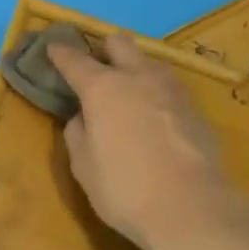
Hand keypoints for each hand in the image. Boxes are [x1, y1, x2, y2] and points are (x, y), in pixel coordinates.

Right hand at [50, 38, 248, 249]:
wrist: (190, 206)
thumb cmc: (125, 189)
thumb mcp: (84, 167)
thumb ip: (77, 133)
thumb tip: (82, 116)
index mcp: (103, 87)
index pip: (75, 60)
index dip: (61, 53)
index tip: (53, 48)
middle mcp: (138, 76)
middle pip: (119, 43)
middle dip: (105, 50)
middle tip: (98, 72)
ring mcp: (170, 88)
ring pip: (149, 61)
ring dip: (135, 70)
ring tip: (130, 97)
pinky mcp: (195, 106)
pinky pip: (169, 89)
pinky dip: (157, 96)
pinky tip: (157, 122)